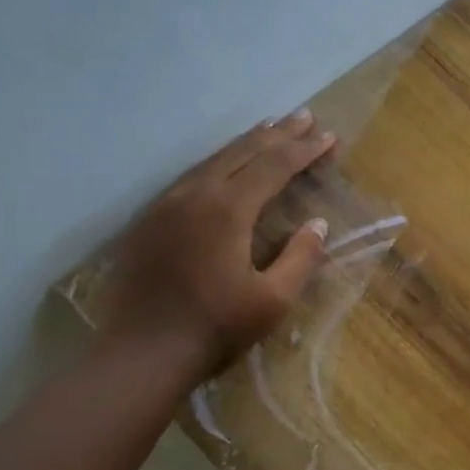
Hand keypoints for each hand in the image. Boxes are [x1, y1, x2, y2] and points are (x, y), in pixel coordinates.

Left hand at [101, 112, 336, 374]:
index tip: (329, 136)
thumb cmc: (216, 327)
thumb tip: (317, 223)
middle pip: (241, 153)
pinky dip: (217, 163)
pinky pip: (190, 177)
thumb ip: (300, 257)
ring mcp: (165, 205)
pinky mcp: (148, 221)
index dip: (304, 150)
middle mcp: (194, 196)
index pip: (274, 167)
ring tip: (270, 128)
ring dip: (245, 144)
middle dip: (277, 134)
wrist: (141, 353)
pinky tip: (225, 166)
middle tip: (304, 116)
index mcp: (227, 210)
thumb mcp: (274, 299)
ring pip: (212, 161)